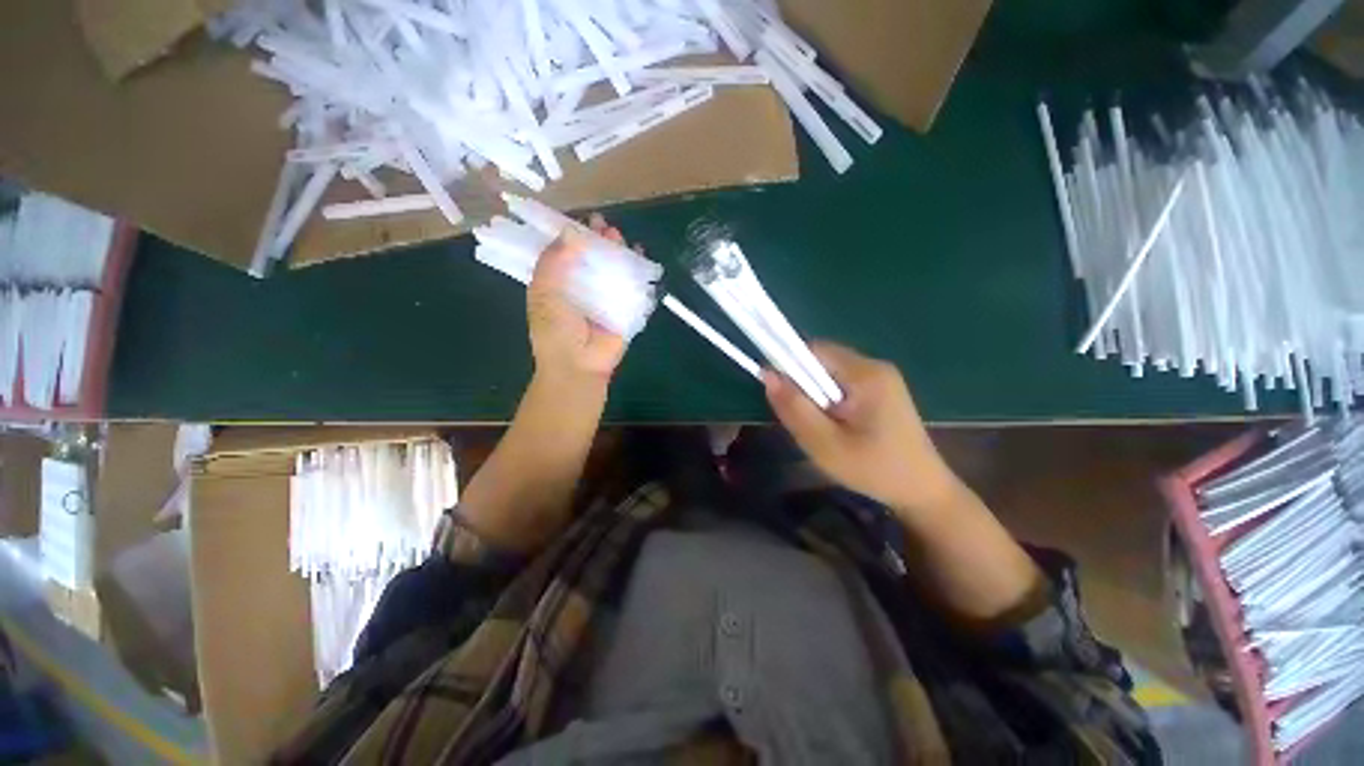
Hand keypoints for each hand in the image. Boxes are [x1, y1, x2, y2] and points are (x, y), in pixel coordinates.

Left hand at [527, 214, 629, 384]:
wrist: (579, 364)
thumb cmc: (556, 330)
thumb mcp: (543, 293)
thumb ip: (553, 262)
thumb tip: (570, 232)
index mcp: (559, 283)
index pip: (567, 252)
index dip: (574, 235)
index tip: (582, 221)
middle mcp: (583, 286)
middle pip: (593, 257)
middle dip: (599, 240)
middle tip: (604, 226)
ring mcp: (606, 297)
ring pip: (614, 267)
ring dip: (618, 251)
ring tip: (619, 237)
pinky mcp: (626, 307)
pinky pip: (633, 285)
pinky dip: (638, 270)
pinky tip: (640, 255)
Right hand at [764, 342, 961, 515]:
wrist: (922, 491)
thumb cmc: (874, 470)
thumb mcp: (825, 444)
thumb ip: (795, 408)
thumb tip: (767, 374)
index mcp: (866, 374)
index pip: (814, 351)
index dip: (788, 365)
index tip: (779, 394)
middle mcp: (874, 366)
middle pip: (821, 359)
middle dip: (802, 384)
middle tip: (801, 418)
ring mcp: (880, 377)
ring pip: (828, 372)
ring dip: (813, 394)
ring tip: (818, 426)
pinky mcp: (881, 389)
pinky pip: (841, 383)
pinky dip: (827, 399)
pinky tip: (833, 425)